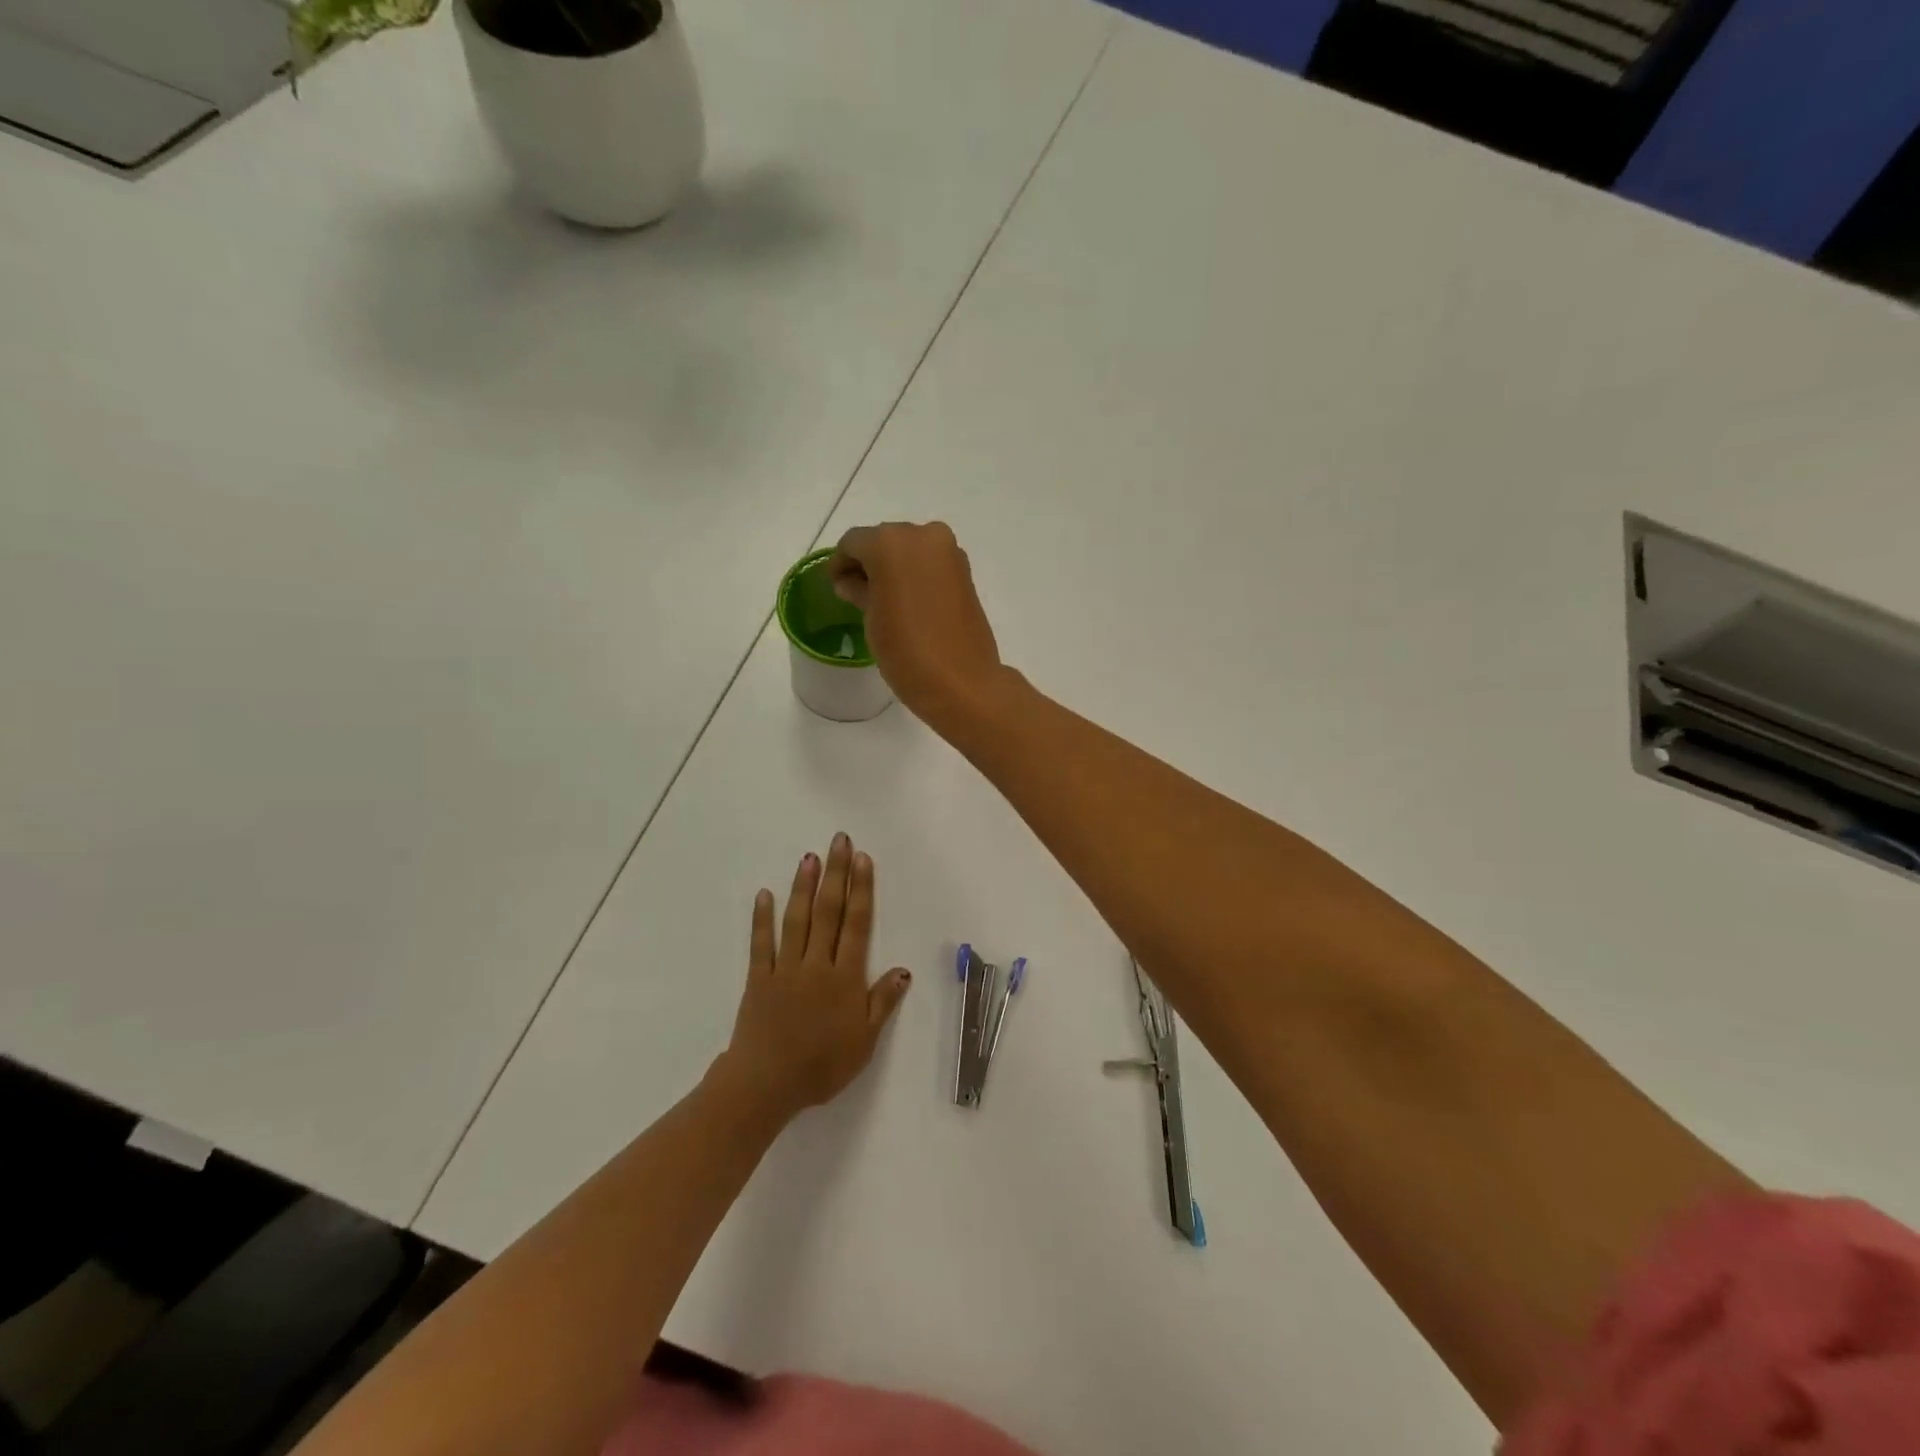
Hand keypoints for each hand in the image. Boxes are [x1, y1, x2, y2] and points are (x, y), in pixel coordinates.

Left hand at [717, 833, 911, 1124]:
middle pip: (829, 911)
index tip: (862, 859)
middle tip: (838, 840)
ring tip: (809, 857)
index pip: (857, 924)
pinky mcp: (759, 979)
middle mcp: (817, 963)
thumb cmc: (822, 1066)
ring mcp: (786, 968)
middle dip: (836, 874)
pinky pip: (762, 943)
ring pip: (797, 920)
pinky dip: (763, 918)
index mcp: (845, 977)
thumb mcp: (864, 1041)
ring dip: (803, 886)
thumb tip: (903, 970)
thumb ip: (882, 1002)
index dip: (861, 889)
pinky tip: (765, 894)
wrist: (767, 1085)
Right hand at [828, 522, 1005, 732]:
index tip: (835, 585)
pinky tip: (906, 600)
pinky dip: (915, 574)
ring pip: (909, 549)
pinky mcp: (965, 571)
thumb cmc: (907, 651)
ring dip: (893, 567)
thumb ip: (859, 590)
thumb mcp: (872, 620)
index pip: (853, 543)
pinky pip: (930, 563)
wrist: (962, 682)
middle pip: (884, 540)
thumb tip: (851, 582)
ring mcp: (948, 551)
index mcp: (890, 543)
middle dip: (868, 562)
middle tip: (855, 591)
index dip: (840, 563)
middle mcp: (922, 535)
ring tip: (881, 599)